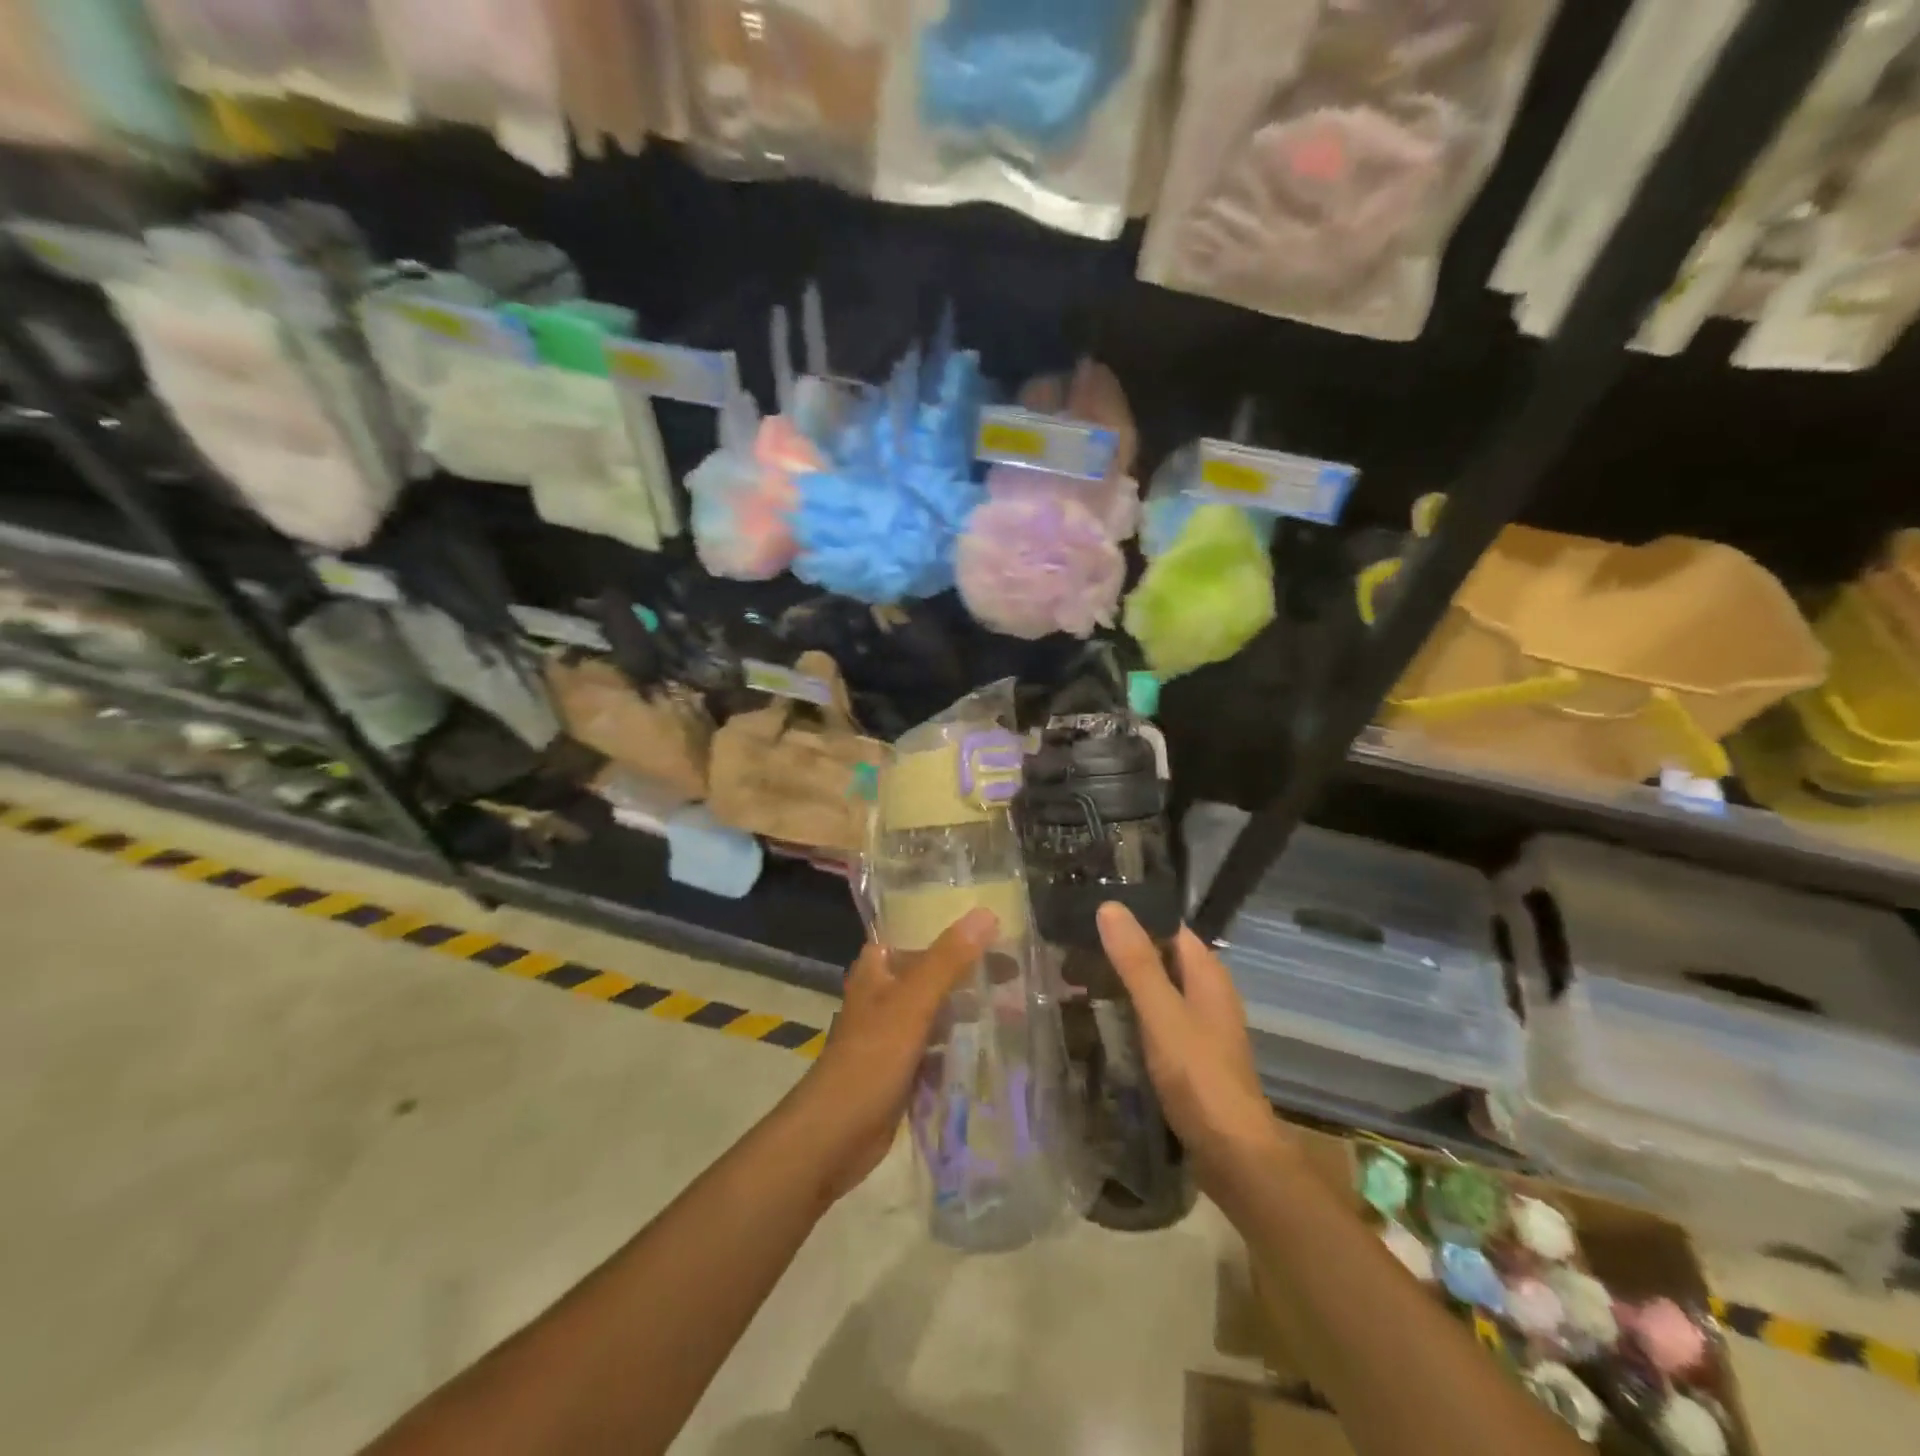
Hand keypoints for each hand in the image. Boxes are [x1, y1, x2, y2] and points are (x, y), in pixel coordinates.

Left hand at [784, 907, 998, 1205]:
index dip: (950, 926)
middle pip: (932, 971)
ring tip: (1014, 1003)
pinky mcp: (902, 1068)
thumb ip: (948, 959)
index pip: (915, 932)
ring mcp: (892, 1033)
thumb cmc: (870, 1059)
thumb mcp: (912, 1002)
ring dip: (968, 1007)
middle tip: (1016, 966)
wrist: (834, 1137)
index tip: (993, 923)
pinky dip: (960, 1043)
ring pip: (937, 1010)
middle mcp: (883, 995)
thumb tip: (985, 913)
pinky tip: (993, 1045)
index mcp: (877, 969)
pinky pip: (938, 1047)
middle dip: (969, 970)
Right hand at [1096, 903, 1292, 1192]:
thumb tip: (1110, 906)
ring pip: (1159, 990)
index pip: (1170, 927)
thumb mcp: (1161, 1012)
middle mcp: (1209, 993)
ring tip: (1077, 980)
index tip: (1091, 913)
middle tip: (1073, 949)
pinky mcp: (1192, 1056)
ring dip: (1125, 984)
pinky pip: (1158, 1020)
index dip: (1135, 917)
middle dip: (1123, 952)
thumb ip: (1136, 961)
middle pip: (1163, 957)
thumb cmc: (1198, 1074)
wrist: (1232, 1153)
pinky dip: (1133, 1014)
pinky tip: (1103, 1022)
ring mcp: (1202, 1026)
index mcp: (1207, 974)